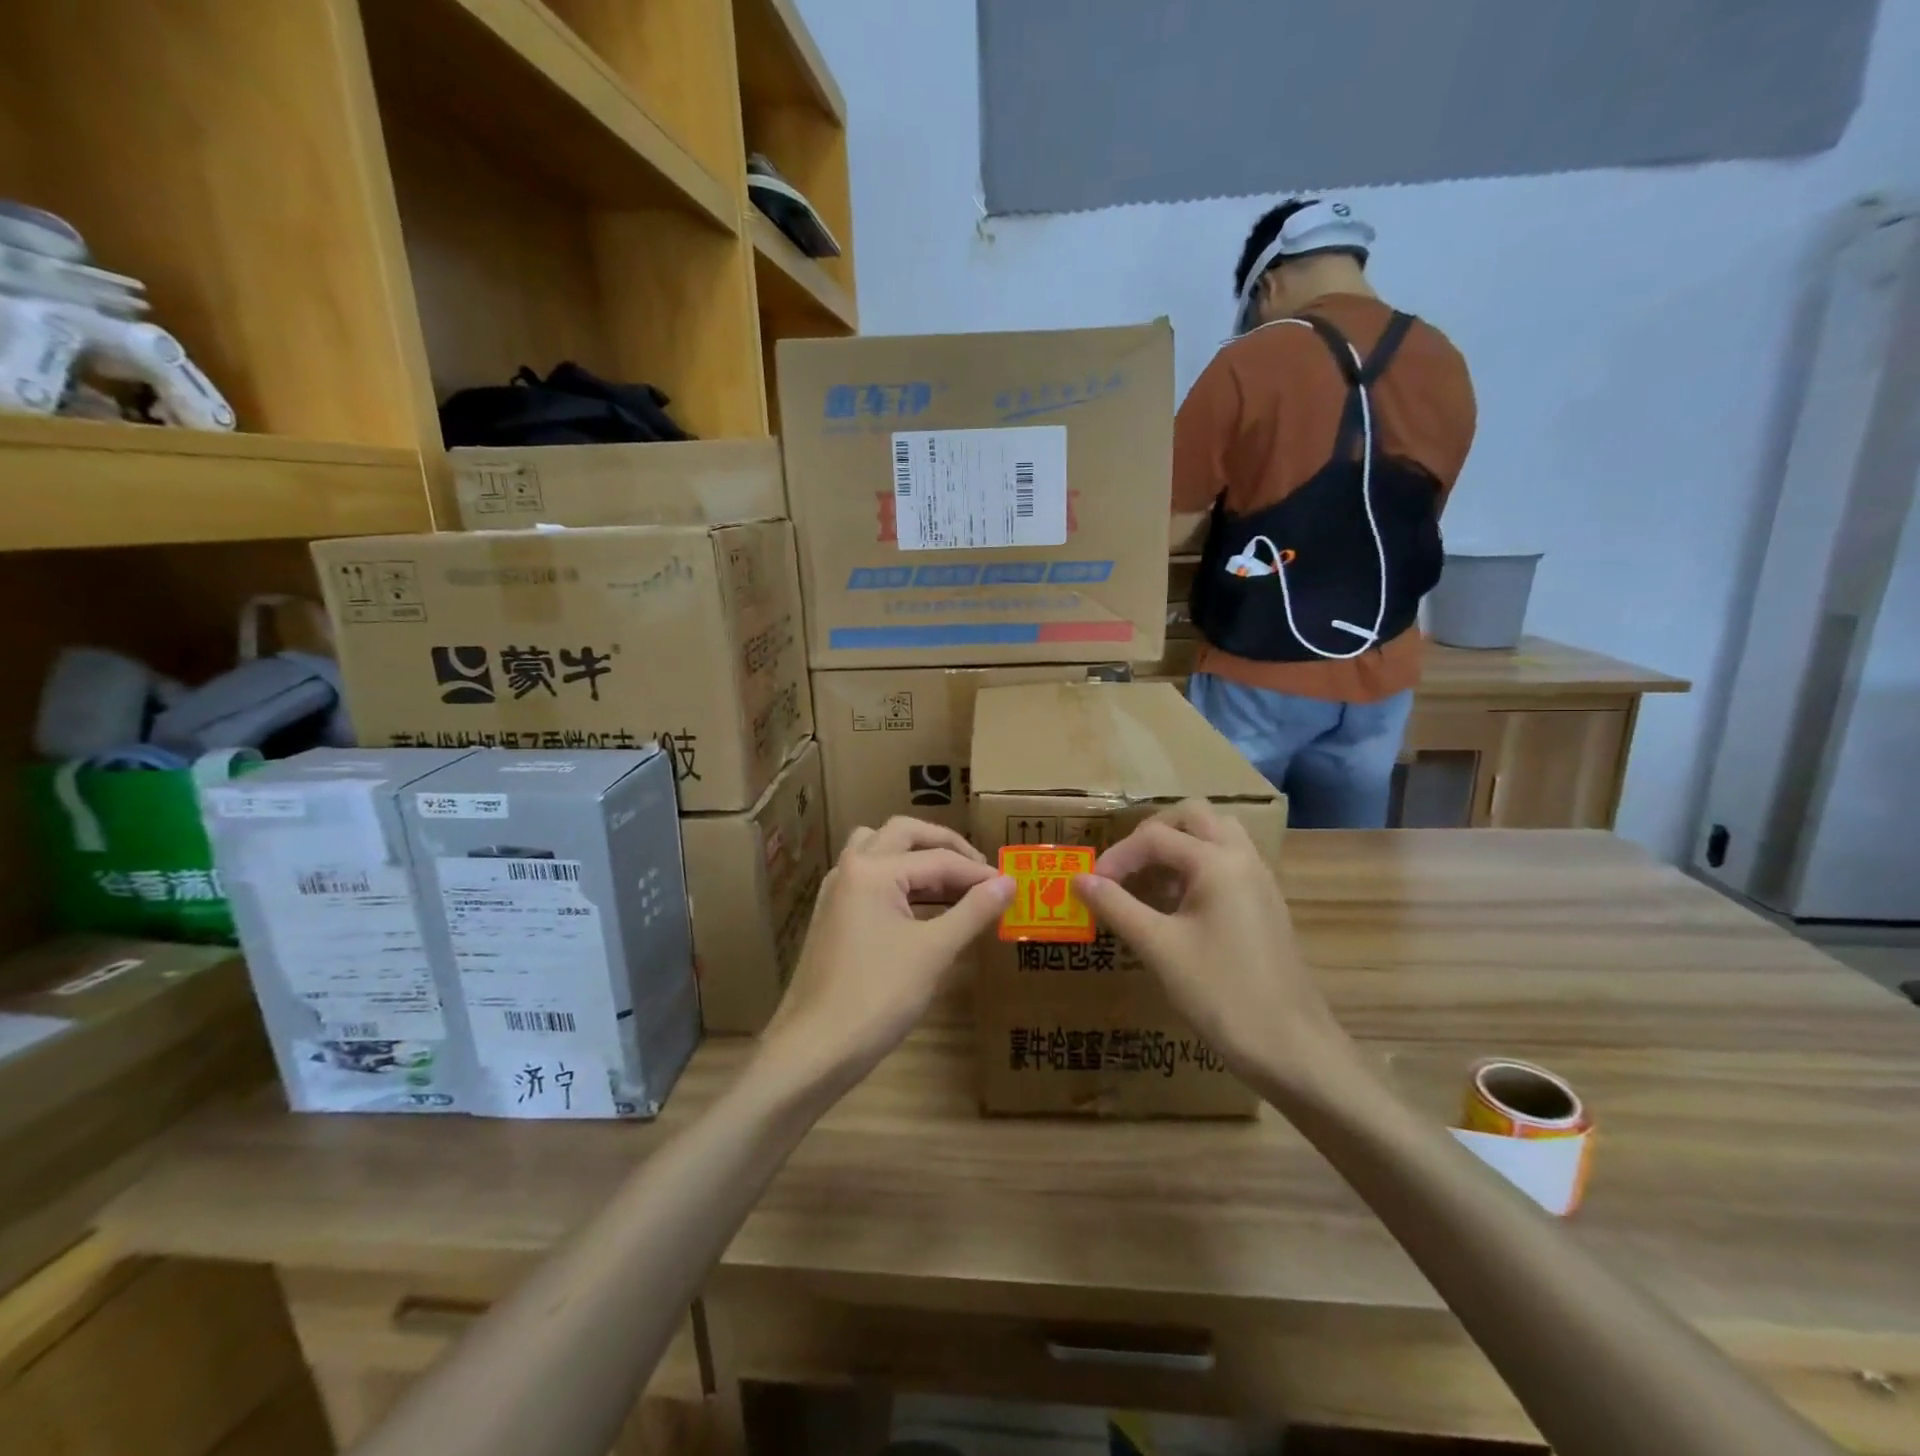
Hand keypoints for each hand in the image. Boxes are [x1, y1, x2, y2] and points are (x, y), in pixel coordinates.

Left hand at [762, 818, 1013, 1089]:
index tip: (1010, 885)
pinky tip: (922, 906)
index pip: (938, 859)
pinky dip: (899, 879)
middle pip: (903, 834)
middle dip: (945, 846)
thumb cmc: (878, 997)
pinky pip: (869, 877)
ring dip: (916, 856)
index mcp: (873, 870)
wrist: (815, 1049)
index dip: (978, 872)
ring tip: (952, 881)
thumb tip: (1008, 882)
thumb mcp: (934, 952)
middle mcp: (850, 868)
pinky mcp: (833, 915)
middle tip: (979, 869)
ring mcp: (836, 891)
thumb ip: (973, 910)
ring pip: (880, 849)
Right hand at [1073, 801, 1357, 1093]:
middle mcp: (1243, 859)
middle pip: (1194, 817)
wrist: (1293, 1049)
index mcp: (1218, 862)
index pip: (1155, 837)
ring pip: (1217, 835)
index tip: (1090, 885)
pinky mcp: (1266, 905)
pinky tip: (1179, 906)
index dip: (1117, 856)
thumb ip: (1117, 906)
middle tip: (1125, 867)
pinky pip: (1230, 862)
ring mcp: (1260, 881)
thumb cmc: (1222, 994)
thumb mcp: (1159, 949)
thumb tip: (1079, 879)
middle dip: (1153, 834)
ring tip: (1151, 881)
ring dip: (1180, 846)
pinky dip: (1199, 866)